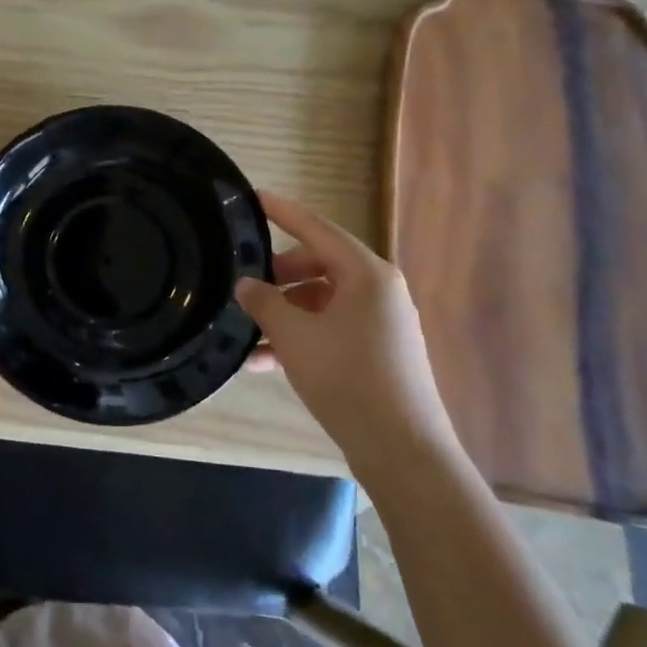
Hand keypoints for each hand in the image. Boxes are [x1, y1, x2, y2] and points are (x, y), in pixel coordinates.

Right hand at [235, 193, 458, 474]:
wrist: (401, 450)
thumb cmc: (346, 379)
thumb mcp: (294, 336)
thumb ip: (264, 302)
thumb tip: (246, 285)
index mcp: (366, 273)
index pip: (316, 228)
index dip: (282, 211)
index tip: (253, 197)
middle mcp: (379, 290)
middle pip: (319, 265)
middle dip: (279, 275)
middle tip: (245, 285)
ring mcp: (382, 322)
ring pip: (322, 301)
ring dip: (285, 313)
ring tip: (249, 334)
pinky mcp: (379, 351)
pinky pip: (332, 328)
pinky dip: (302, 336)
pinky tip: (266, 362)